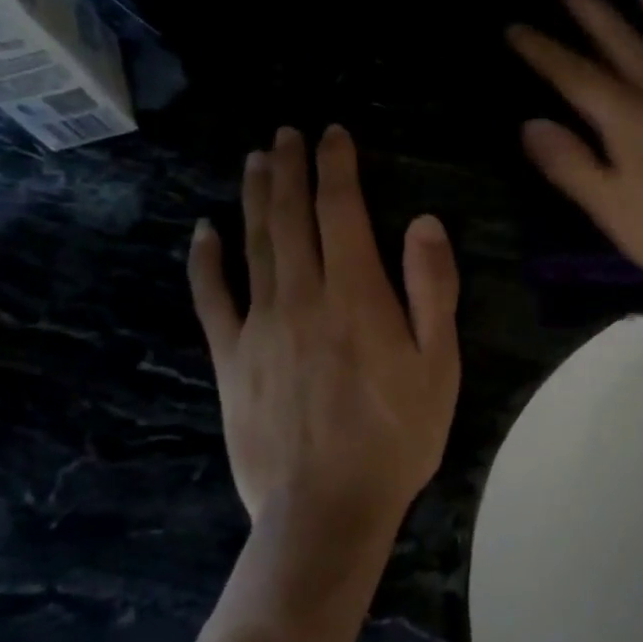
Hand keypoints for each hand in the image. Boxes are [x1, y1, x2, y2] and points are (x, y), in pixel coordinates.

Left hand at [187, 125, 460, 538]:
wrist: (326, 509)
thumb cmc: (396, 436)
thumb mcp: (439, 365)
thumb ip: (431, 289)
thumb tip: (424, 222)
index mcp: (356, 295)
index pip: (342, 210)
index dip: (337, 167)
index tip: (333, 135)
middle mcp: (302, 296)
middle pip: (292, 216)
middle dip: (291, 168)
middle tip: (286, 132)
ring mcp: (259, 326)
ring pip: (254, 244)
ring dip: (255, 196)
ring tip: (256, 159)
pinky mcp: (231, 358)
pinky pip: (212, 298)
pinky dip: (206, 260)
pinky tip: (204, 231)